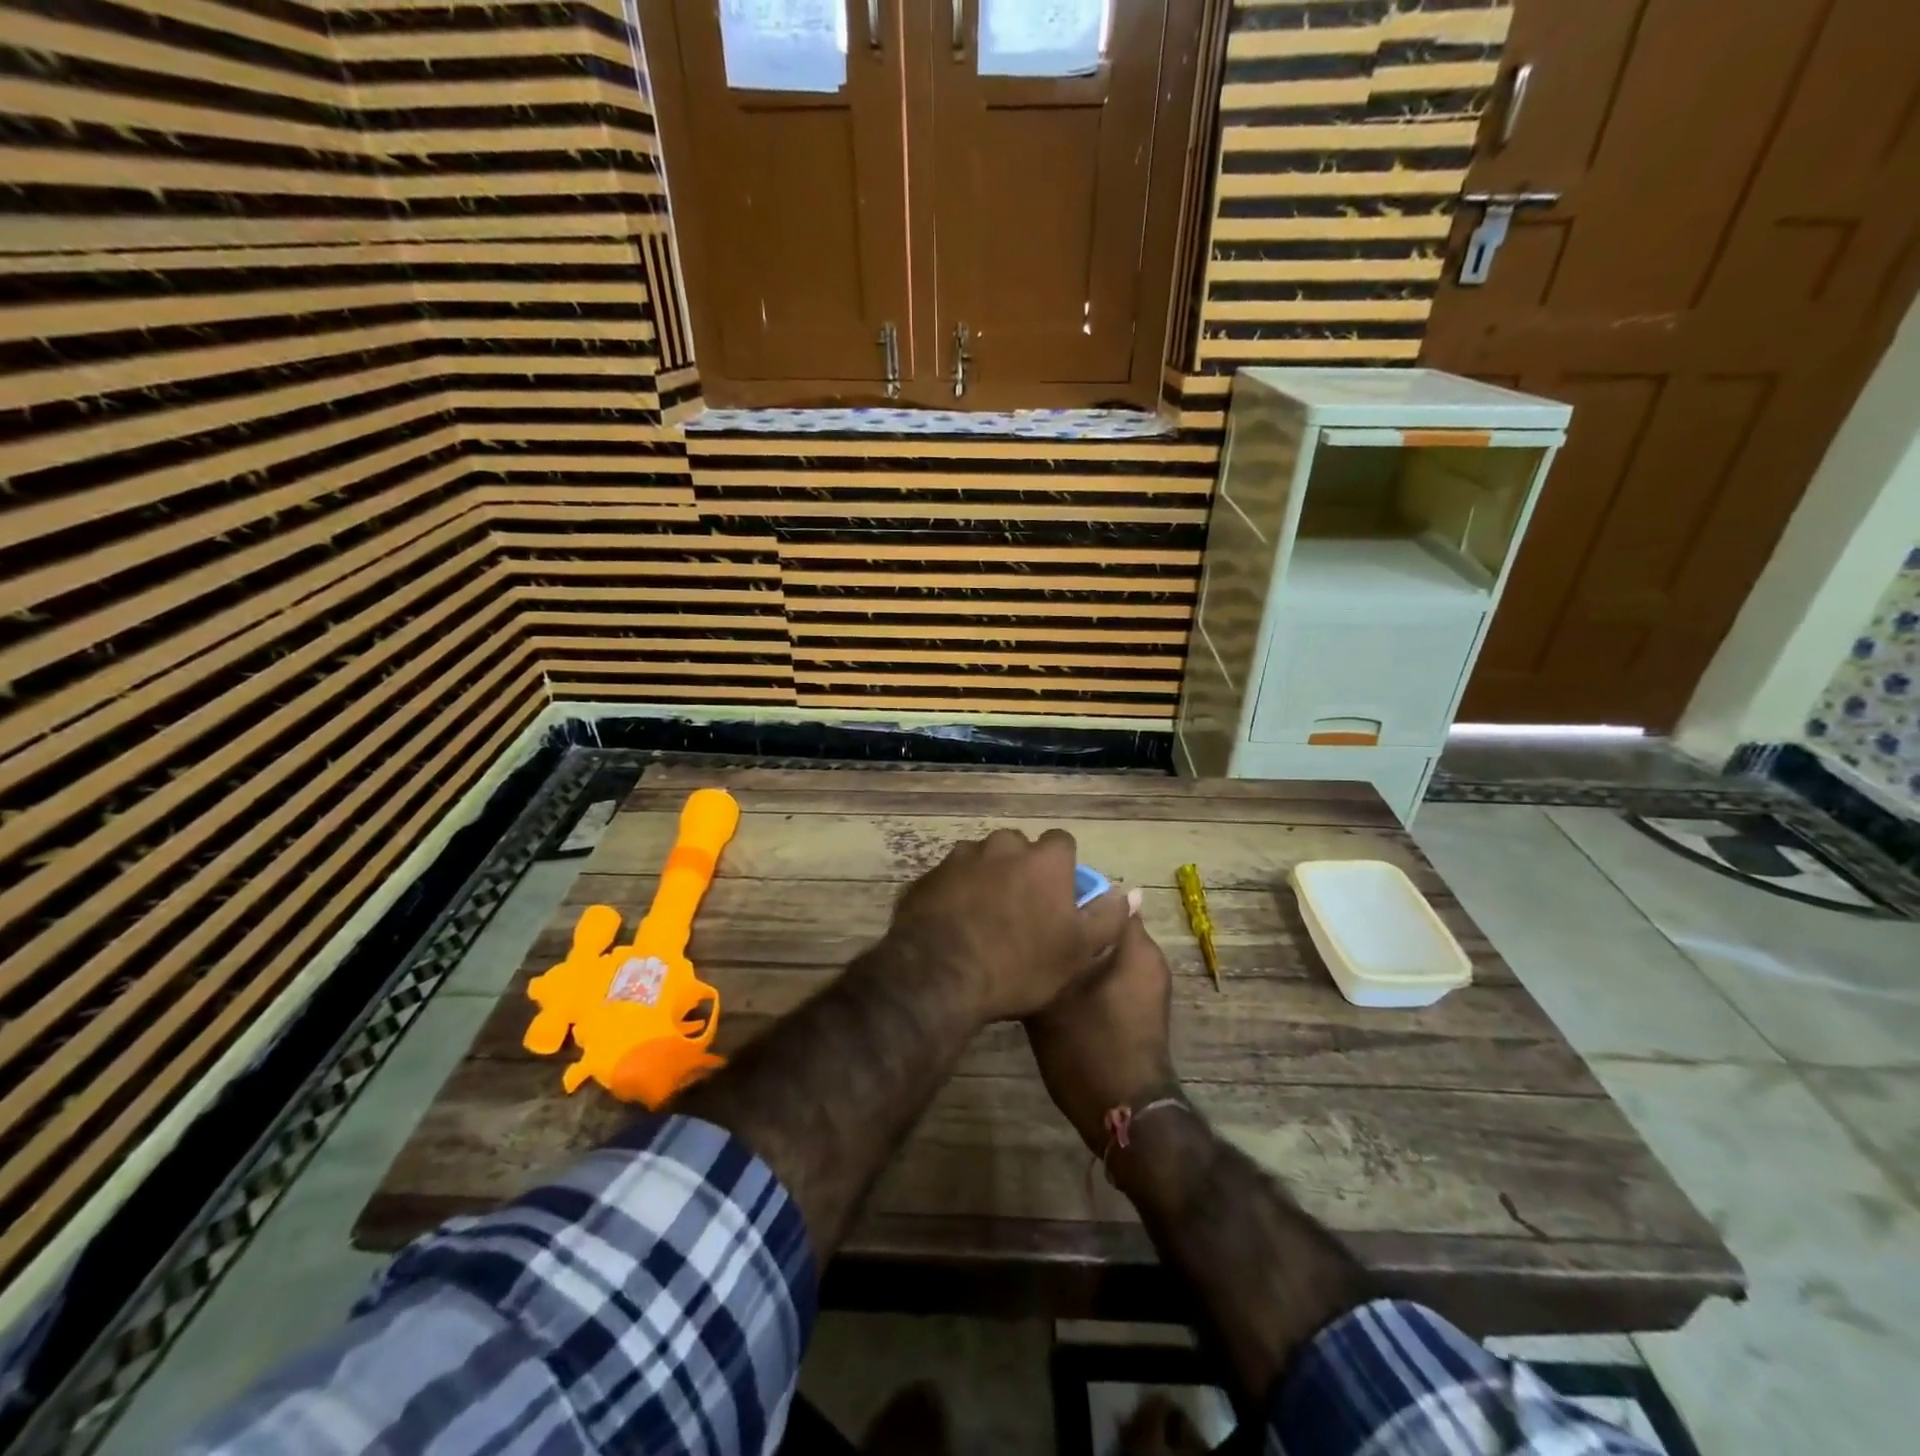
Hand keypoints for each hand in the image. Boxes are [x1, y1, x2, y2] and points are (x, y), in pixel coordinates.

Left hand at [887, 828, 1132, 1023]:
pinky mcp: (928, 876)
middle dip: (1022, 869)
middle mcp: (1002, 846)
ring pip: (982, 860)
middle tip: (1021, 909)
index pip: (1062, 843)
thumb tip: (1130, 892)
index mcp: (1043, 860)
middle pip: (1019, 848)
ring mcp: (960, 858)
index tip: (1059, 895)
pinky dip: (956, 892)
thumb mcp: (1077, 951)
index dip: (1063, 868)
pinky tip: (954, 924)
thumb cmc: (1020, 965)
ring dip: (987, 878)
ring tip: (985, 918)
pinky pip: (950, 878)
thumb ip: (1108, 917)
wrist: (940, 975)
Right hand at [1024, 913, 1177, 1154]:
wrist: (1122, 1112)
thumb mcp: (1057, 992)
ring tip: (1039, 951)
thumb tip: (1047, 916)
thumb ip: (1054, 949)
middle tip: (1032, 925)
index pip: (1104, 896)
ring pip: (1105, 950)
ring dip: (1077, 949)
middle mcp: (1148, 958)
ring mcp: (1148, 985)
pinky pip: (1112, 972)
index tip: (1039, 898)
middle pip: (1104, 924)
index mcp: (1135, 946)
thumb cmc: (1088, 1045)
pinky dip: (1087, 971)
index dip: (1071, 893)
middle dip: (1072, 923)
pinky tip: (1055, 981)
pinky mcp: (1141, 1008)